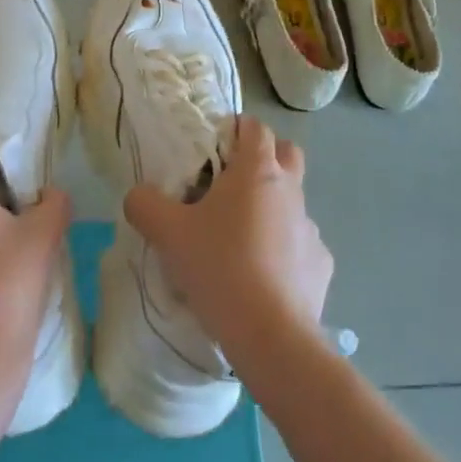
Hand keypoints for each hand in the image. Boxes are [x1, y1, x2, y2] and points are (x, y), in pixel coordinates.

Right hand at [122, 114, 332, 363]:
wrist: (271, 335)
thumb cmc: (219, 267)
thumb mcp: (167, 233)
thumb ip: (145, 204)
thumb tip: (139, 196)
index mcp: (257, 171)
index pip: (254, 127)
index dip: (234, 129)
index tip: (212, 148)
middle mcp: (290, 191)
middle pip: (287, 153)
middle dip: (264, 157)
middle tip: (231, 183)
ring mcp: (311, 228)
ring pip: (292, 202)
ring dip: (271, 208)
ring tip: (240, 239)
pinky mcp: (321, 264)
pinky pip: (300, 245)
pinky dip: (283, 251)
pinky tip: (262, 277)